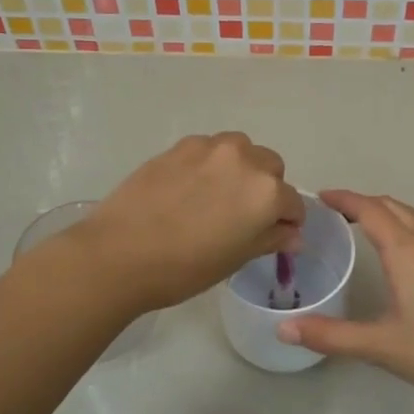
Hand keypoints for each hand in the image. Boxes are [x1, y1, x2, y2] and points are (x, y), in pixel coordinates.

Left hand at [75, 133, 305, 313]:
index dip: (288, 221)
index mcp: (266, 192)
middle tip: (244, 215)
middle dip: (267, 188)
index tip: (276, 234)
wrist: (120, 253)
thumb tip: (293, 235)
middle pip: (271, 167)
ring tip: (218, 195)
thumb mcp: (236, 258)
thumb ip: (270, 239)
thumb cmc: (185, 267)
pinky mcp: (179, 146)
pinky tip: (190, 188)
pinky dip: (210, 164)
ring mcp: (209, 148)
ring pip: (240, 150)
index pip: (293, 203)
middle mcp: (244, 160)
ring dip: (240, 168)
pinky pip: (208, 149)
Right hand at [277, 190, 413, 403]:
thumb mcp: (380, 345)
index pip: (369, 210)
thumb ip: (331, 335)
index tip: (320, 197)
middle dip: (362, 202)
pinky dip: (402, 223)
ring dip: (385, 211)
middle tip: (333, 212)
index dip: (344, 199)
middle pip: (391, 206)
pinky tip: (397, 248)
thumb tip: (283, 330)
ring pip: (411, 215)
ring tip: (359, 223)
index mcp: (406, 251)